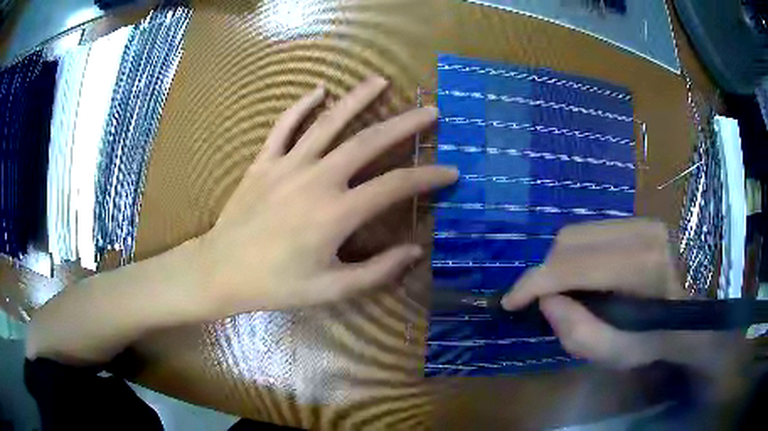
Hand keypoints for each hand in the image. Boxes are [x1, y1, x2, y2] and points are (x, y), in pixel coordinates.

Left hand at [195, 76, 457, 315]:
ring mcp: (287, 165)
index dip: (428, 176)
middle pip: (368, 142)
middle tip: (429, 110)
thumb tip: (415, 251)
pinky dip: (301, 106)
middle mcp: (316, 179)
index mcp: (336, 213)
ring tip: (380, 81)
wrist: (222, 271)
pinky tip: (318, 90)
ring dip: (357, 99)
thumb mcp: (331, 289)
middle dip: (404, 124)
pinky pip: (284, 126)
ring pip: (328, 123)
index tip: (451, 171)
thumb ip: (377, 271)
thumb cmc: (276, 285)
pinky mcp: (264, 162)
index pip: (395, 186)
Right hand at [501, 219, 741, 371]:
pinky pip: (591, 232)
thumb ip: (578, 333)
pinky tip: (582, 277)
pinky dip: (575, 255)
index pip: (574, 264)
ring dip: (559, 263)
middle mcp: (641, 231)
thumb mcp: (617, 354)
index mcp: (642, 266)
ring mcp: (641, 220)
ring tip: (563, 291)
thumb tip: (546, 301)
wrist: (688, 315)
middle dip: (546, 272)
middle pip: (570, 241)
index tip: (510, 302)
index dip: (535, 282)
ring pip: (577, 232)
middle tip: (543, 302)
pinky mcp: (638, 220)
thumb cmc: (656, 340)